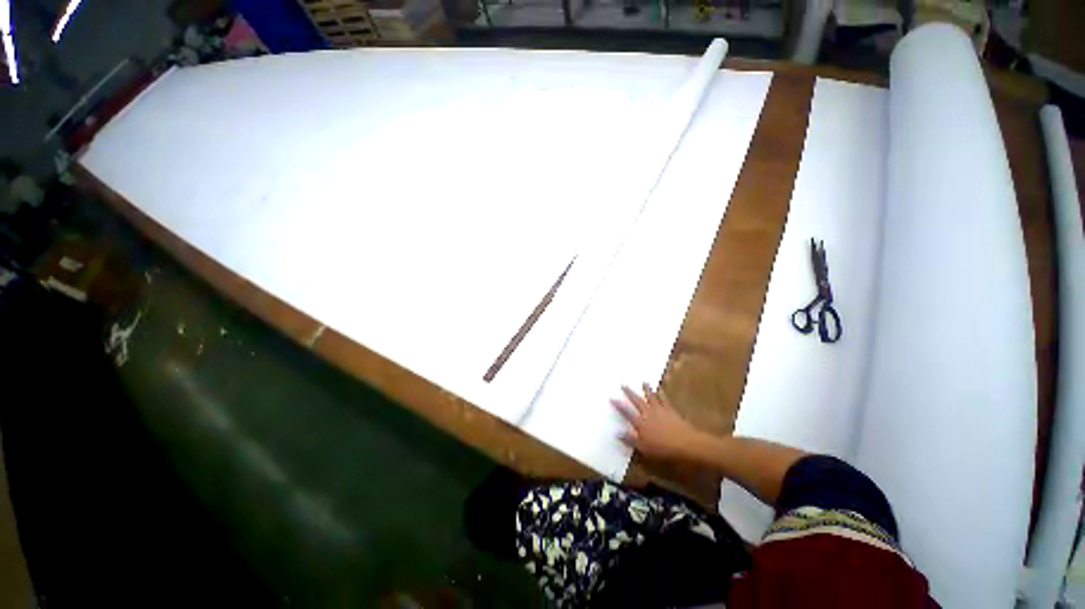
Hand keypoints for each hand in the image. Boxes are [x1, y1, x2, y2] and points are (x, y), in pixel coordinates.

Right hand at [611, 383, 702, 460]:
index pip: (626, 412)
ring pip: (651, 397)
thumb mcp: (644, 448)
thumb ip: (630, 439)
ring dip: (647, 389)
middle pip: (637, 401)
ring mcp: (660, 410)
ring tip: (644, 382)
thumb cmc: (663, 448)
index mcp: (640, 422)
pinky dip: (661, 394)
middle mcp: (648, 413)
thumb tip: (617, 433)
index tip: (612, 397)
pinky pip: (664, 400)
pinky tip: (660, 391)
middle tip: (623, 384)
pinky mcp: (670, 410)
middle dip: (629, 392)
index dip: (618, 405)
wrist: (686, 443)